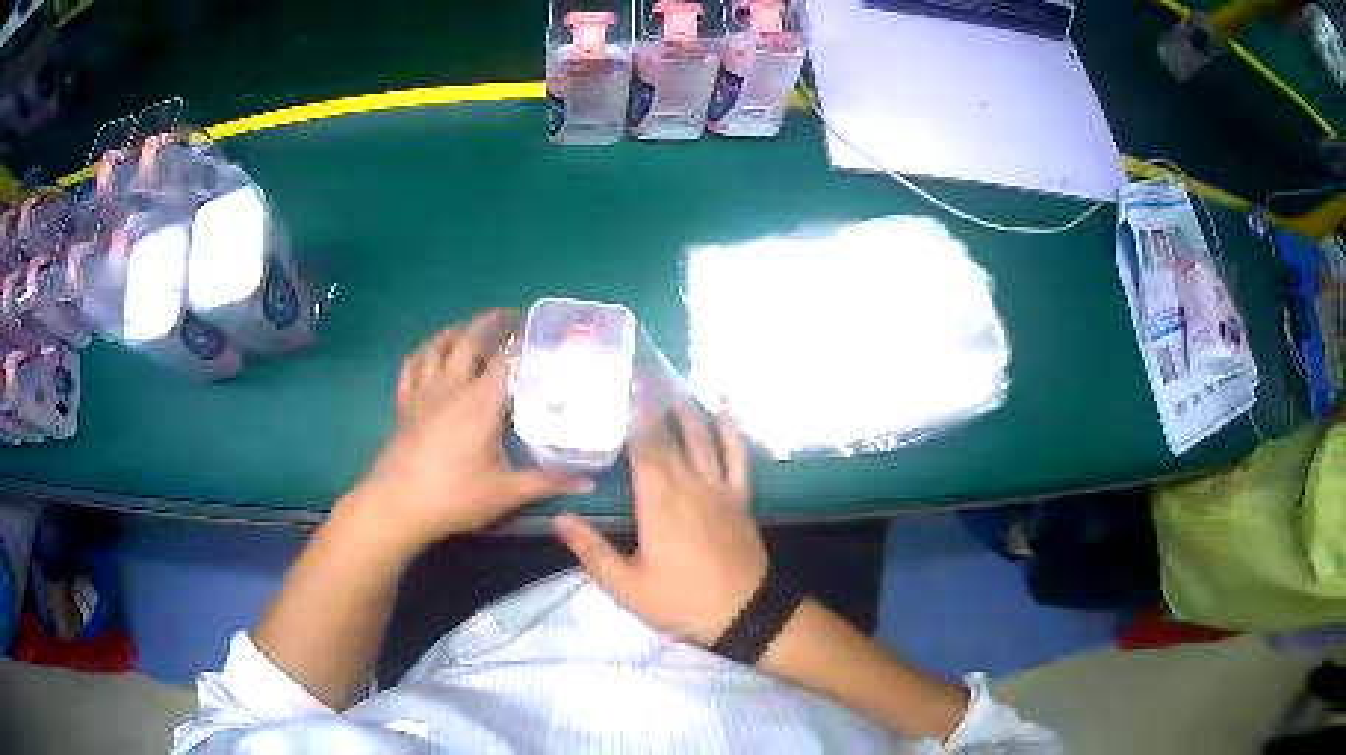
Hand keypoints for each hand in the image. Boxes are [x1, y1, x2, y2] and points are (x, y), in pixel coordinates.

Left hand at [348, 309, 594, 549]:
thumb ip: (548, 482)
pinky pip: (412, 368)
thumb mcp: (506, 493)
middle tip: (510, 318)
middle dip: (490, 323)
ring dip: (456, 332)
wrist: (396, 506)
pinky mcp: (404, 406)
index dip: (523, 340)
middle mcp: (451, 387)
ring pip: (438, 347)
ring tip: (472, 331)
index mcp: (479, 402)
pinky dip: (424, 354)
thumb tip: (589, 482)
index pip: (506, 358)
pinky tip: (431, 355)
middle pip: (469, 340)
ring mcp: (423, 393)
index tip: (539, 330)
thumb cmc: (454, 496)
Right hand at [554, 403, 767, 645]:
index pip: (642, 445)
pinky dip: (731, 430)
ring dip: (688, 409)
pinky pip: (737, 456)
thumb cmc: (681, 602)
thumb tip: (559, 518)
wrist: (745, 613)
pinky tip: (725, 410)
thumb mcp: (627, 587)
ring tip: (673, 384)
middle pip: (669, 435)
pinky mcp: (740, 498)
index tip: (620, 385)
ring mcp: (719, 488)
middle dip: (654, 402)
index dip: (631, 413)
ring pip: (702, 437)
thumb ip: (592, 551)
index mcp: (658, 501)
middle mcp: (689, 484)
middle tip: (640, 374)